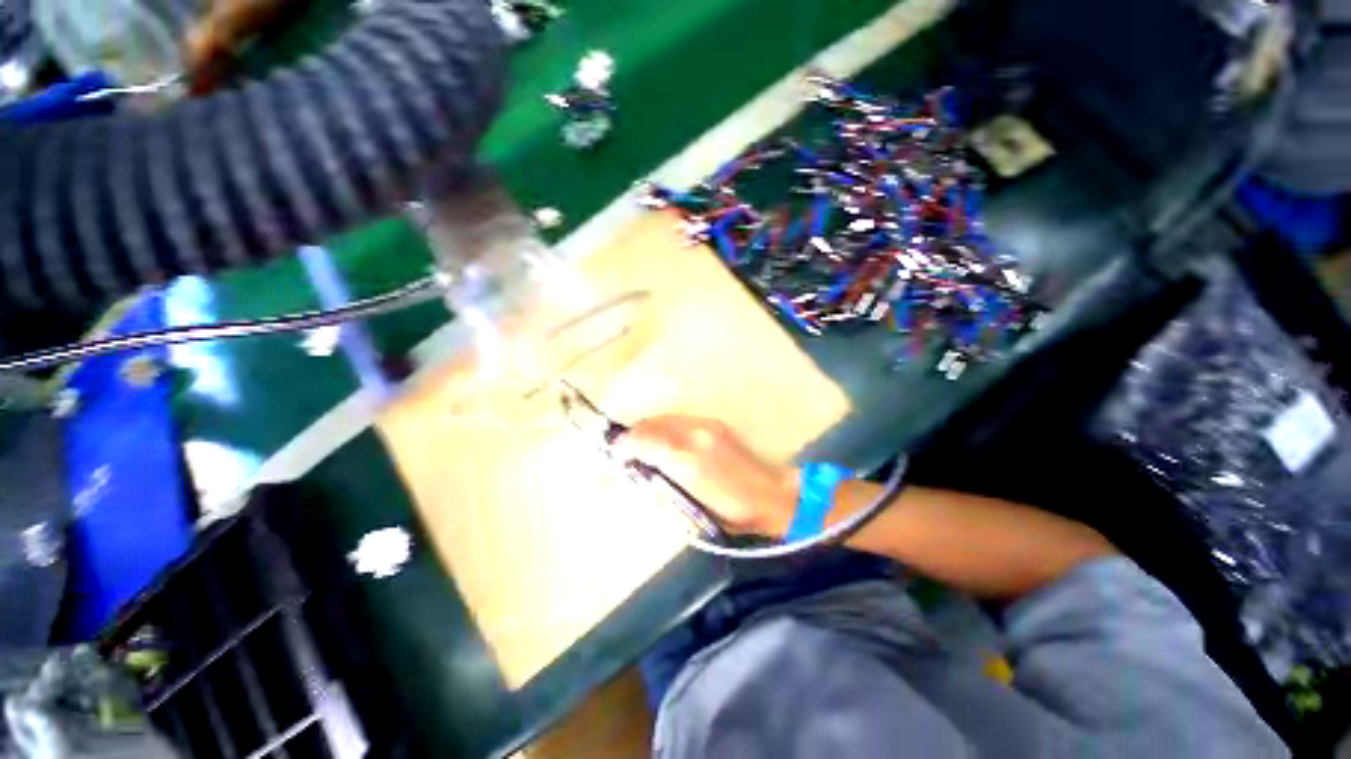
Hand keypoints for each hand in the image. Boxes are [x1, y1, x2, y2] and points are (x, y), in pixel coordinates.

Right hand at [614, 416, 797, 536]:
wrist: (771, 495)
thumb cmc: (731, 512)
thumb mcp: (691, 507)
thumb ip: (662, 482)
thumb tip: (639, 466)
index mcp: (686, 461)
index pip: (645, 442)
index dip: (625, 446)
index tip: (615, 455)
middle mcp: (693, 436)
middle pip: (653, 425)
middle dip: (634, 434)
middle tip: (625, 450)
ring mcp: (706, 426)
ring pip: (665, 418)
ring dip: (649, 428)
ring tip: (642, 444)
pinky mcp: (714, 424)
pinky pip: (680, 419)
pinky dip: (666, 426)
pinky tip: (666, 439)